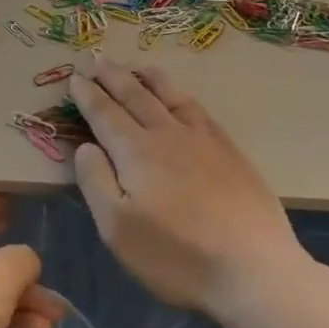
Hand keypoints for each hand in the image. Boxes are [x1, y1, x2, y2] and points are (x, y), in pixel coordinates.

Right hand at [68, 60, 304, 316]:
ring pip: (171, 97)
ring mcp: (205, 140)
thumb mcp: (117, 228)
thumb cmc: (176, 256)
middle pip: (136, 96)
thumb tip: (85, 146)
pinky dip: (181, 96)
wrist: (253, 270)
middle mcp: (169, 135)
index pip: (105, 114)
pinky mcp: (232, 153)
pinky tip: (182, 99)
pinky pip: (199, 110)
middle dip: (113, 77)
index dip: (88, 95)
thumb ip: (96, 181)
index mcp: (137, 152)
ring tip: (137, 66)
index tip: (75, 76)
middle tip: (97, 57)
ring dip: (150, 79)